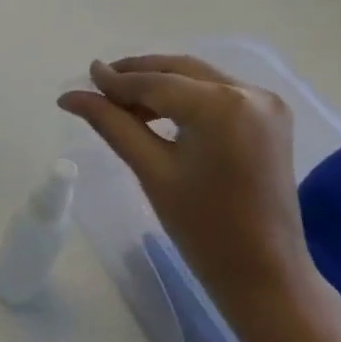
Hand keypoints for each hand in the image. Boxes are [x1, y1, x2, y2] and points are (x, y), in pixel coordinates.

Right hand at [58, 54, 339, 340]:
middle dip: (136, 75)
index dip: (115, 80)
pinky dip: (185, 96)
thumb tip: (70, 96)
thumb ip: (111, 124)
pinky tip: (157, 113)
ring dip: (159, 84)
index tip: (83, 75)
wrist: (264, 270)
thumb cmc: (202, 226)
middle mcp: (249, 92)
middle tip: (96, 86)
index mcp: (221, 106)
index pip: (155, 83)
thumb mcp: (151, 170)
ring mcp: (266, 103)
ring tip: (121, 103)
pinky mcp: (270, 117)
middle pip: (178, 70)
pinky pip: (217, 92)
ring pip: (197, 78)